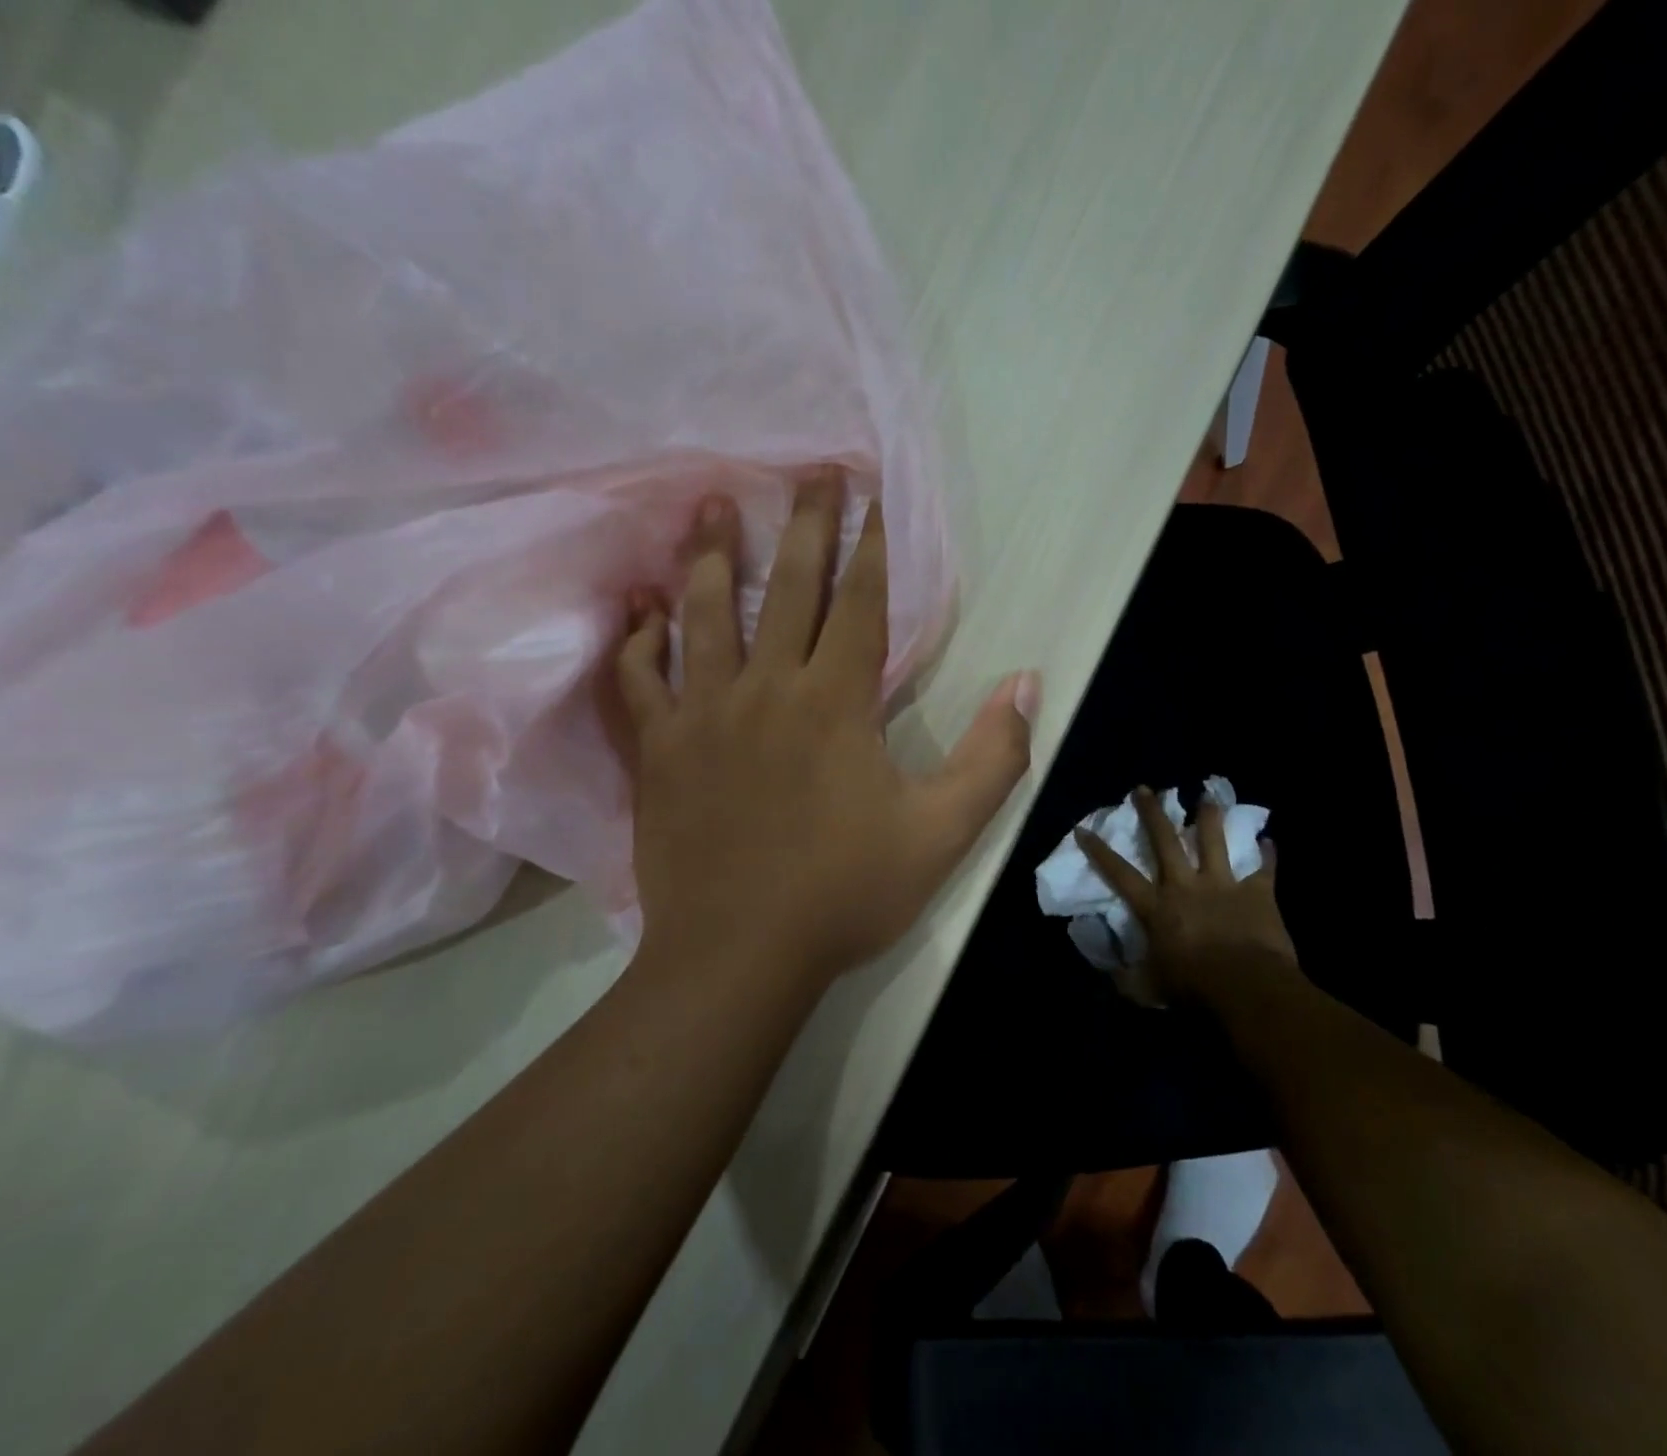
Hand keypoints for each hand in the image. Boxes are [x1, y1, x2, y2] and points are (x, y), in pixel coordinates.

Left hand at [617, 478, 1036, 989]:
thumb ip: (993, 758)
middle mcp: (767, 689)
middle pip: (788, 590)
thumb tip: (1028, 683)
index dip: (872, 546)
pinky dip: (638, 641)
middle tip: (808, 472)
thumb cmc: (845, 894)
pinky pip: (641, 680)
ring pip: (705, 616)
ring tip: (713, 504)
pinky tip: (641, 609)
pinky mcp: (660, 750)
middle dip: (805, 527)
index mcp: (836, 704)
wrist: (739, 955)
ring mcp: (704, 715)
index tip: (873, 495)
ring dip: (714, 557)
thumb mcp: (942, 834)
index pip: (861, 604)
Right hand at [1077, 786, 1299, 1007]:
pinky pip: (1263, 869)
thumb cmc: (1193, 986)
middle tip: (1145, 789)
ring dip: (1210, 818)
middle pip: (1164, 841)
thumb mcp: (1150, 988)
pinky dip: (1266, 855)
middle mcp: (1184, 885)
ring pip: (1214, 842)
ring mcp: (1222, 885)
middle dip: (1152, 813)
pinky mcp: (1257, 893)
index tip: (1082, 829)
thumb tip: (1113, 976)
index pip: (1119, 873)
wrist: (1247, 986)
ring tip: (1208, 796)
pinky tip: (1269, 841)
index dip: (1098, 851)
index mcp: (1156, 906)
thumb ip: (1129, 979)